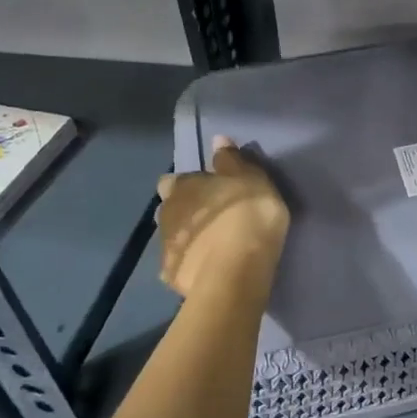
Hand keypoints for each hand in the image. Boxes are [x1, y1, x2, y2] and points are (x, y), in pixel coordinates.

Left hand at [154, 137, 289, 298]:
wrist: (235, 272)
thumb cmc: (246, 215)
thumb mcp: (251, 179)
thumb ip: (231, 160)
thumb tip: (217, 140)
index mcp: (182, 187)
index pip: (173, 180)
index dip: (188, 185)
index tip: (207, 191)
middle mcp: (166, 213)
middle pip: (169, 209)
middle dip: (184, 212)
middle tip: (212, 218)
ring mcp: (165, 248)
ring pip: (172, 238)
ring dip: (189, 238)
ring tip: (213, 246)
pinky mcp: (173, 277)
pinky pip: (181, 267)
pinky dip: (191, 266)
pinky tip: (209, 270)